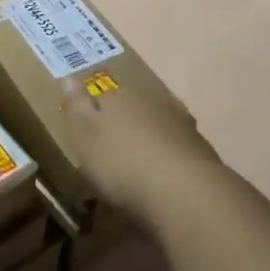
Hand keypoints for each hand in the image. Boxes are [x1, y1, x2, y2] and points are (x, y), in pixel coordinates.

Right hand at [60, 76, 220, 226]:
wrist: (185, 193)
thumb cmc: (122, 163)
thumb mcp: (84, 136)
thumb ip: (76, 106)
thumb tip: (68, 77)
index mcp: (119, 95)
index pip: (102, 94)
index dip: (93, 111)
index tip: (87, 133)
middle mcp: (151, 100)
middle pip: (132, 108)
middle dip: (123, 125)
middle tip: (113, 152)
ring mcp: (180, 123)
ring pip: (156, 125)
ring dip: (148, 141)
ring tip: (139, 168)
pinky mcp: (201, 150)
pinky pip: (176, 149)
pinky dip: (169, 160)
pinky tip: (164, 180)